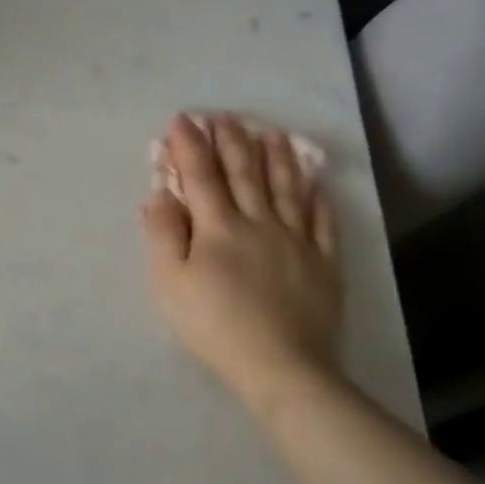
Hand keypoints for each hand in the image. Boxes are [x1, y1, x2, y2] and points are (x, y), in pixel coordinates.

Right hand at [141, 113, 342, 401]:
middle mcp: (259, 223)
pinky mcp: (323, 264)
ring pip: (286, 189)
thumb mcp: (169, 282)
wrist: (281, 367)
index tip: (182, 119)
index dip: (190, 145)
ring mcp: (296, 241)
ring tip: (273, 133)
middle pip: (244, 174)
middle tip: (226, 116)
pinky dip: (318, 198)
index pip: (201, 175)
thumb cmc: (214, 324)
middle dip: (232, 142)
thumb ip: (163, 233)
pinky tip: (317, 182)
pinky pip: (323, 222)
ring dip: (277, 158)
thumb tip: (161, 193)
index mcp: (218, 227)